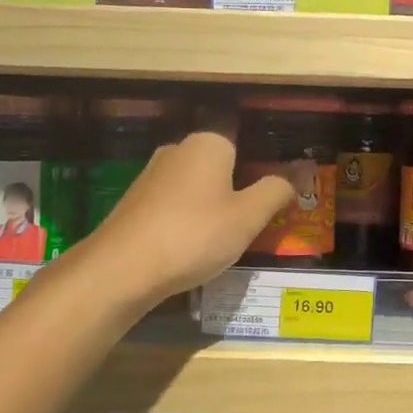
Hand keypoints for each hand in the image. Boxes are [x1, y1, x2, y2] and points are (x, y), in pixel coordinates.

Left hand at [67, 124, 298, 312]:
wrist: (122, 269)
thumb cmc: (194, 235)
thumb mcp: (248, 217)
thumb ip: (274, 192)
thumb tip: (290, 180)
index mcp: (208, 144)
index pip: (245, 149)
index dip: (259, 177)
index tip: (268, 207)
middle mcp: (177, 150)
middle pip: (219, 169)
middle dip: (235, 194)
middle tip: (250, 228)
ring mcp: (151, 176)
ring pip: (195, 189)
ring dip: (209, 211)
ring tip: (220, 244)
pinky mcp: (134, 202)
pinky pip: (173, 207)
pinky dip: (185, 224)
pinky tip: (189, 250)